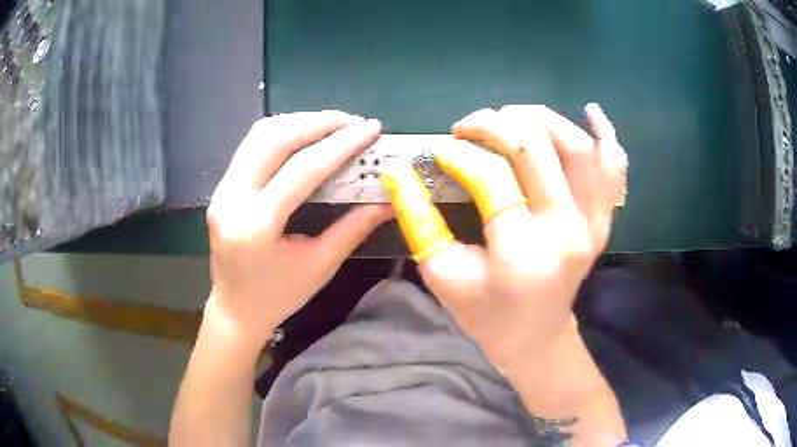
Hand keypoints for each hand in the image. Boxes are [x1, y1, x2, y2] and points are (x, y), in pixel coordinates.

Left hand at [205, 111, 391, 348]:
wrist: (235, 310)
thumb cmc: (279, 296)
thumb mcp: (320, 266)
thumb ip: (354, 227)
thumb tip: (389, 200)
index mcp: (257, 226)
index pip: (303, 169)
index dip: (341, 145)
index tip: (371, 128)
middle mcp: (232, 199)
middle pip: (274, 139)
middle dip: (318, 122)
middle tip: (353, 122)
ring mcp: (222, 190)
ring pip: (259, 135)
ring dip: (299, 122)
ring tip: (333, 125)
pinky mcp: (221, 188)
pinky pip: (251, 146)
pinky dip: (282, 133)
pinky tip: (305, 136)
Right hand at [382, 103, 626, 371]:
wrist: (535, 337)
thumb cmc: (485, 313)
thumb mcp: (441, 273)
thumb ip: (418, 219)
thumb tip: (397, 171)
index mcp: (521, 254)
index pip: (492, 178)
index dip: (461, 155)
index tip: (441, 151)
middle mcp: (566, 231)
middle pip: (536, 149)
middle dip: (495, 124)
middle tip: (469, 126)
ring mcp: (593, 224)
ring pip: (577, 147)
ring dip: (540, 119)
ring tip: (510, 116)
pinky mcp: (604, 221)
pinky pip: (614, 169)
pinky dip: (606, 136)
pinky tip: (591, 111)